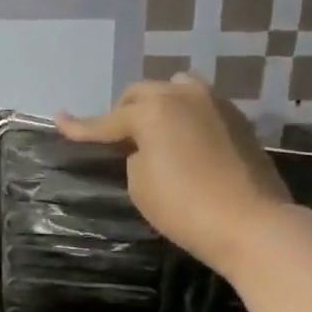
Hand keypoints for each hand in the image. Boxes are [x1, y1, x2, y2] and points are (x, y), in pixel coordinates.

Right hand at [56, 73, 292, 275]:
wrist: (252, 223)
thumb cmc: (185, 208)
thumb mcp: (140, 185)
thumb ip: (134, 156)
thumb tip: (145, 146)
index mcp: (152, 111)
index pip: (106, 120)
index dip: (80, 126)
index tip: (59, 120)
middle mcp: (182, 96)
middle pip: (141, 93)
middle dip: (123, 112)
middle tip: (115, 137)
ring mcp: (214, 103)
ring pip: (175, 89)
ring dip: (157, 104)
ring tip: (153, 129)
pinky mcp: (237, 118)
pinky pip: (199, 104)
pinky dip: (183, 114)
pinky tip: (183, 137)